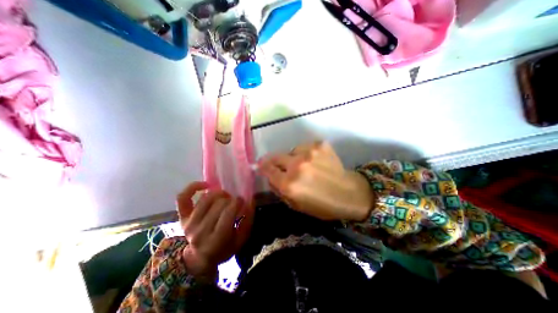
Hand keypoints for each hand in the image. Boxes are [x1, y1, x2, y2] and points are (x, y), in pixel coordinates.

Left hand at [176, 182, 253, 279]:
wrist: (199, 258)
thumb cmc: (224, 249)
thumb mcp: (241, 240)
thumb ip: (247, 220)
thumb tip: (250, 201)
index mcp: (216, 240)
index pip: (228, 212)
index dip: (238, 202)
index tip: (242, 201)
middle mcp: (200, 231)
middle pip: (218, 204)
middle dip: (230, 199)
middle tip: (234, 201)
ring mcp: (189, 223)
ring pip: (206, 198)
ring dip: (219, 193)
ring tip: (224, 196)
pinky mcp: (182, 217)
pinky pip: (183, 197)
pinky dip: (193, 187)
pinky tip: (206, 185)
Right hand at [258, 142, 373, 221]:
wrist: (350, 193)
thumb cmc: (322, 205)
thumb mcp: (296, 205)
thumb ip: (279, 190)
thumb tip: (269, 176)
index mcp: (289, 184)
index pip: (267, 170)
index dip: (262, 167)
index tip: (260, 165)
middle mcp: (296, 166)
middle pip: (275, 157)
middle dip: (274, 161)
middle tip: (278, 165)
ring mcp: (309, 152)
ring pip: (291, 151)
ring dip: (292, 158)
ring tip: (303, 166)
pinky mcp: (319, 145)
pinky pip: (304, 147)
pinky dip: (305, 153)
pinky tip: (314, 161)